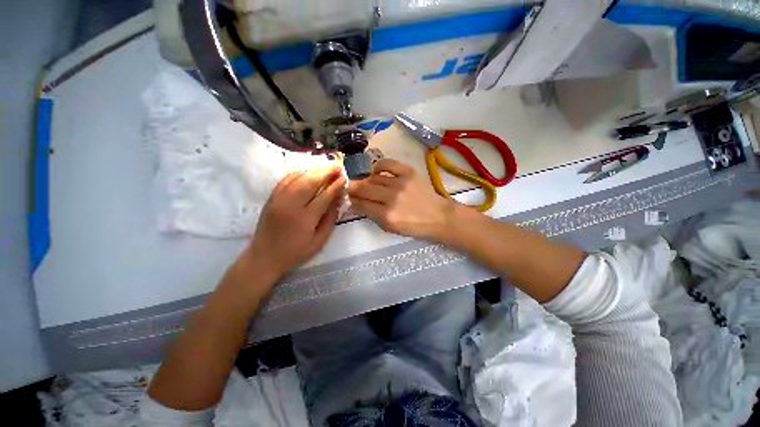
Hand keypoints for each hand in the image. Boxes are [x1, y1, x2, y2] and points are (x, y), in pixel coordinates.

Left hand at [246, 165, 345, 277]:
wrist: (264, 257)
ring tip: (326, 166)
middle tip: (337, 165)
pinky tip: (307, 170)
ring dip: (314, 170)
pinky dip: (297, 173)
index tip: (344, 178)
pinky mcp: (271, 198)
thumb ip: (330, 220)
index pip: (324, 196)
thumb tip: (336, 201)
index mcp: (305, 219)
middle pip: (310, 182)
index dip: (335, 186)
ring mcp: (278, 200)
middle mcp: (291, 205)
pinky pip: (285, 180)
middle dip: (326, 172)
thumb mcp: (319, 242)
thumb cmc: (295, 253)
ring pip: (298, 178)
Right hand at [348, 159, 454, 239]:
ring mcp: (400, 183)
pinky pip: (388, 164)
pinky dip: (379, 166)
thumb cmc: (415, 227)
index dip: (353, 200)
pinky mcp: (408, 173)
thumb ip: (374, 216)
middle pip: (364, 189)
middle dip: (354, 188)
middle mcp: (391, 198)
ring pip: (374, 178)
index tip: (350, 197)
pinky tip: (376, 171)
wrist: (438, 216)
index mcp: (387, 216)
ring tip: (367, 183)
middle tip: (351, 188)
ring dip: (366, 181)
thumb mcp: (391, 229)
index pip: (362, 204)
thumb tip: (360, 203)